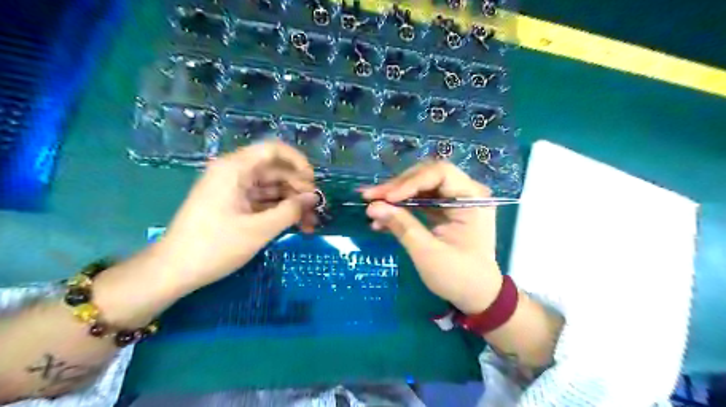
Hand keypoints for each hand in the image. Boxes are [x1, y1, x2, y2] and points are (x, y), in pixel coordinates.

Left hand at [157, 141, 318, 290]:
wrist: (173, 271)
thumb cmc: (215, 247)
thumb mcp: (259, 229)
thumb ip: (290, 210)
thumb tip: (314, 198)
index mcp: (234, 169)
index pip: (273, 150)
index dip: (298, 162)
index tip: (313, 183)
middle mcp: (234, 173)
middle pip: (275, 171)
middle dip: (298, 190)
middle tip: (315, 212)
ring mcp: (233, 189)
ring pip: (271, 188)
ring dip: (291, 204)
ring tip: (309, 224)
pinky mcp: (233, 204)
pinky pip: (262, 201)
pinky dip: (278, 211)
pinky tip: (294, 226)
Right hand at [363, 160, 506, 313]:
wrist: (477, 296)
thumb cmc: (458, 276)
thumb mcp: (428, 253)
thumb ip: (402, 226)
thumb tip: (372, 207)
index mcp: (472, 199)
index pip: (439, 174)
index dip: (409, 182)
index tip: (385, 198)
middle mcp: (466, 193)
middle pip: (427, 176)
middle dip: (398, 187)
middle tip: (371, 197)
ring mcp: (455, 201)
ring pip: (421, 187)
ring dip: (396, 197)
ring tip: (372, 208)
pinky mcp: (446, 211)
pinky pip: (421, 201)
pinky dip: (402, 208)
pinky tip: (382, 219)